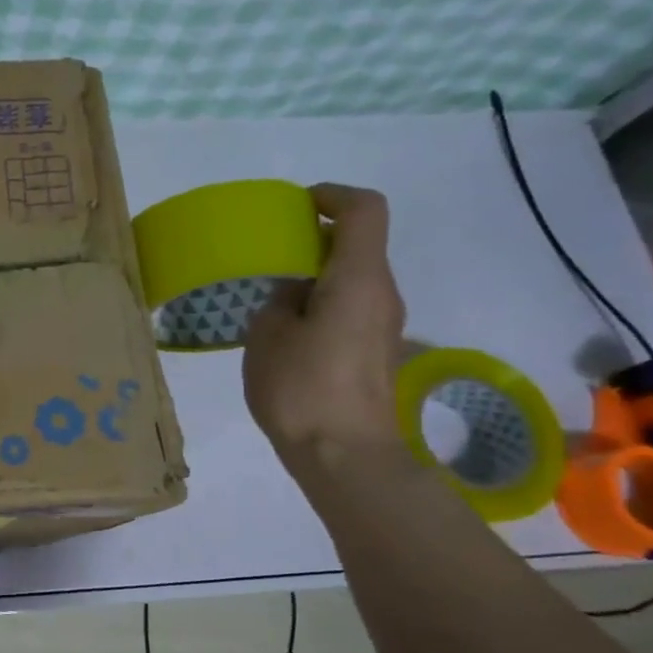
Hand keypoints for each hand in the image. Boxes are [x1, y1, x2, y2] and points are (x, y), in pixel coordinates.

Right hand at [243, 183, 405, 462]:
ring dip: (318, 276)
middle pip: (359, 245)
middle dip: (316, 239)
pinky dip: (323, 304)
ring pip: (354, 279)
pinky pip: (352, 308)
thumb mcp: (268, 335)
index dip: (333, 196)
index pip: (364, 210)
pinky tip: (289, 332)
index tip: (298, 206)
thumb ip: (280, 300)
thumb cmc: (302, 389)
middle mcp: (383, 294)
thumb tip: (297, 293)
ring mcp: (385, 326)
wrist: (346, 457)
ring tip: (273, 297)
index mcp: (359, 279)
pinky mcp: (377, 353)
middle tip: (271, 255)